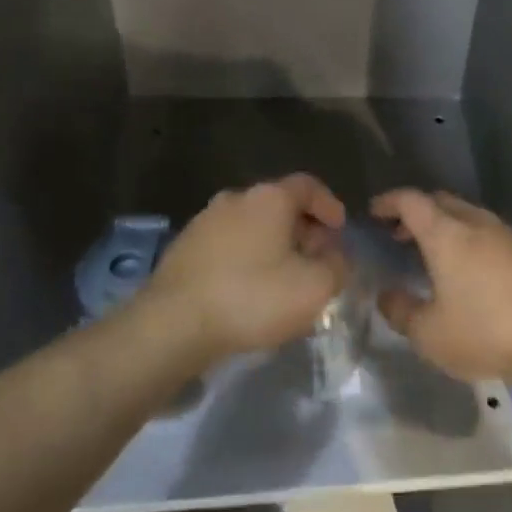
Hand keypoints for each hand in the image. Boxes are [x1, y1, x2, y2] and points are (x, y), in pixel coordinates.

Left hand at [140, 174, 348, 362]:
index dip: (329, 205)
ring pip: (252, 226)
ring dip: (273, 246)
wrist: (172, 326)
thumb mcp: (315, 287)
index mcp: (269, 198)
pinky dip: (247, 259)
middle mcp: (235, 199)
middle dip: (303, 229)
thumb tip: (337, 256)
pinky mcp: (183, 250)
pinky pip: (228, 246)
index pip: (308, 186)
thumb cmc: (252, 298)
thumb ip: (337, 266)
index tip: (340, 230)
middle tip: (317, 259)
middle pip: (279, 205)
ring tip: (285, 278)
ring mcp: (204, 222)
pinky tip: (251, 291)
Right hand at [371, 190, 511, 386]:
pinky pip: (487, 233)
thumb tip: (386, 294)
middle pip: (441, 201)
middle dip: (415, 212)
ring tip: (430, 256)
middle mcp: (477, 223)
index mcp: (447, 234)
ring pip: (467, 215)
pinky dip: (467, 240)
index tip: (373, 213)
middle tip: (398, 236)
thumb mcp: (430, 334)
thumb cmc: (487, 331)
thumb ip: (400, 311)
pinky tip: (467, 271)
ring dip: (444, 227)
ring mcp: (507, 234)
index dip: (388, 202)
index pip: (411, 200)